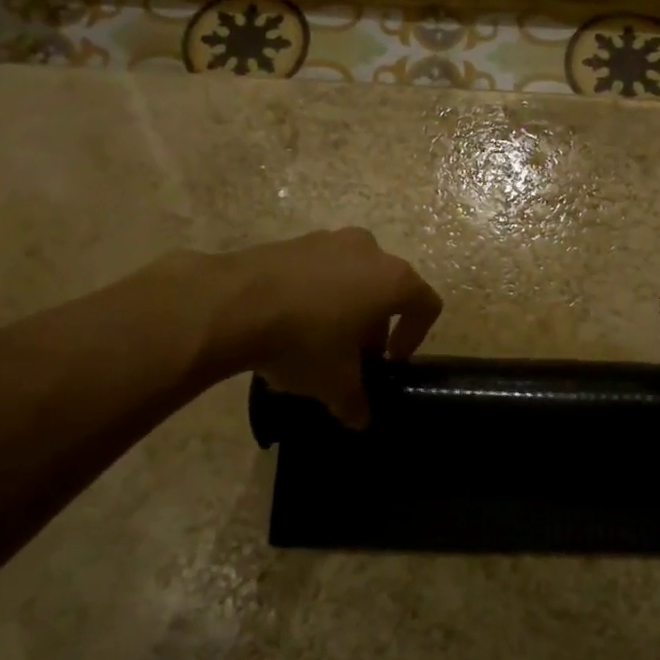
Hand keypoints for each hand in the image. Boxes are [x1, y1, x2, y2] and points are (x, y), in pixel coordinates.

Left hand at [215, 228, 442, 429]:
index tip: (389, 363)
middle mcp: (368, 250)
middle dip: (375, 324)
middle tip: (353, 356)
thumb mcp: (335, 383)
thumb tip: (360, 419)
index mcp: (393, 280)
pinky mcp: (293, 240)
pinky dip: (315, 294)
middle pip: (387, 288)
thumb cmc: (304, 341)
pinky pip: (318, 269)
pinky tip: (289, 322)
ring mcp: (329, 240)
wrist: (233, 304)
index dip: (415, 337)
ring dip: (345, 307)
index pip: (425, 305)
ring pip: (352, 276)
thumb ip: (356, 402)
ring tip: (318, 340)